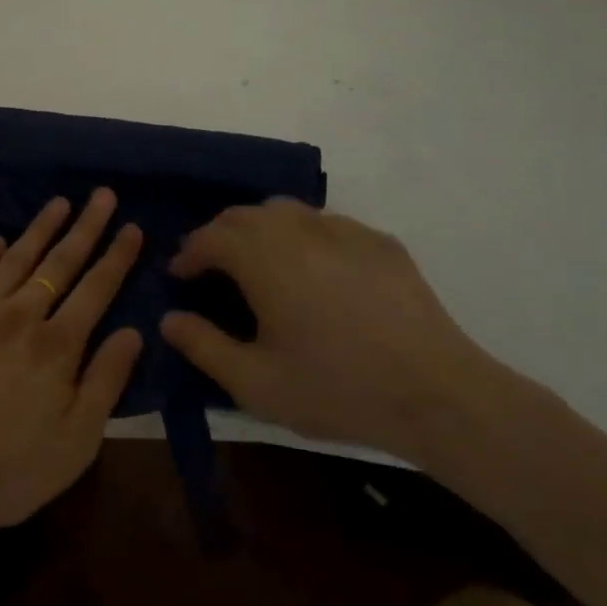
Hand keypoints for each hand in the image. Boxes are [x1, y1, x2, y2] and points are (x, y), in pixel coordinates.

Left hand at [0, 190, 143, 561]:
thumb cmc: (5, 473)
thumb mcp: (75, 444)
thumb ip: (106, 382)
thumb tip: (133, 331)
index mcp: (56, 347)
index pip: (96, 289)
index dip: (116, 256)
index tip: (131, 226)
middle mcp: (19, 316)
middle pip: (59, 263)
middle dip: (85, 226)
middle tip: (102, 194)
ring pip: (15, 258)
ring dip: (40, 228)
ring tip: (59, 202)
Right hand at [159, 199, 502, 459]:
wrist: (438, 394)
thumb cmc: (337, 388)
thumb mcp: (256, 383)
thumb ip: (203, 346)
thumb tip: (168, 319)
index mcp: (261, 256)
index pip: (208, 237)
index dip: (188, 254)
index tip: (180, 275)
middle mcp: (296, 228)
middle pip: (243, 215)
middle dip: (219, 236)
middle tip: (213, 268)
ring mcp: (342, 229)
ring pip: (285, 211)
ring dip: (259, 229)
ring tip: (259, 262)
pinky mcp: (378, 240)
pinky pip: (326, 224)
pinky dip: (304, 237)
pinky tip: (315, 271)